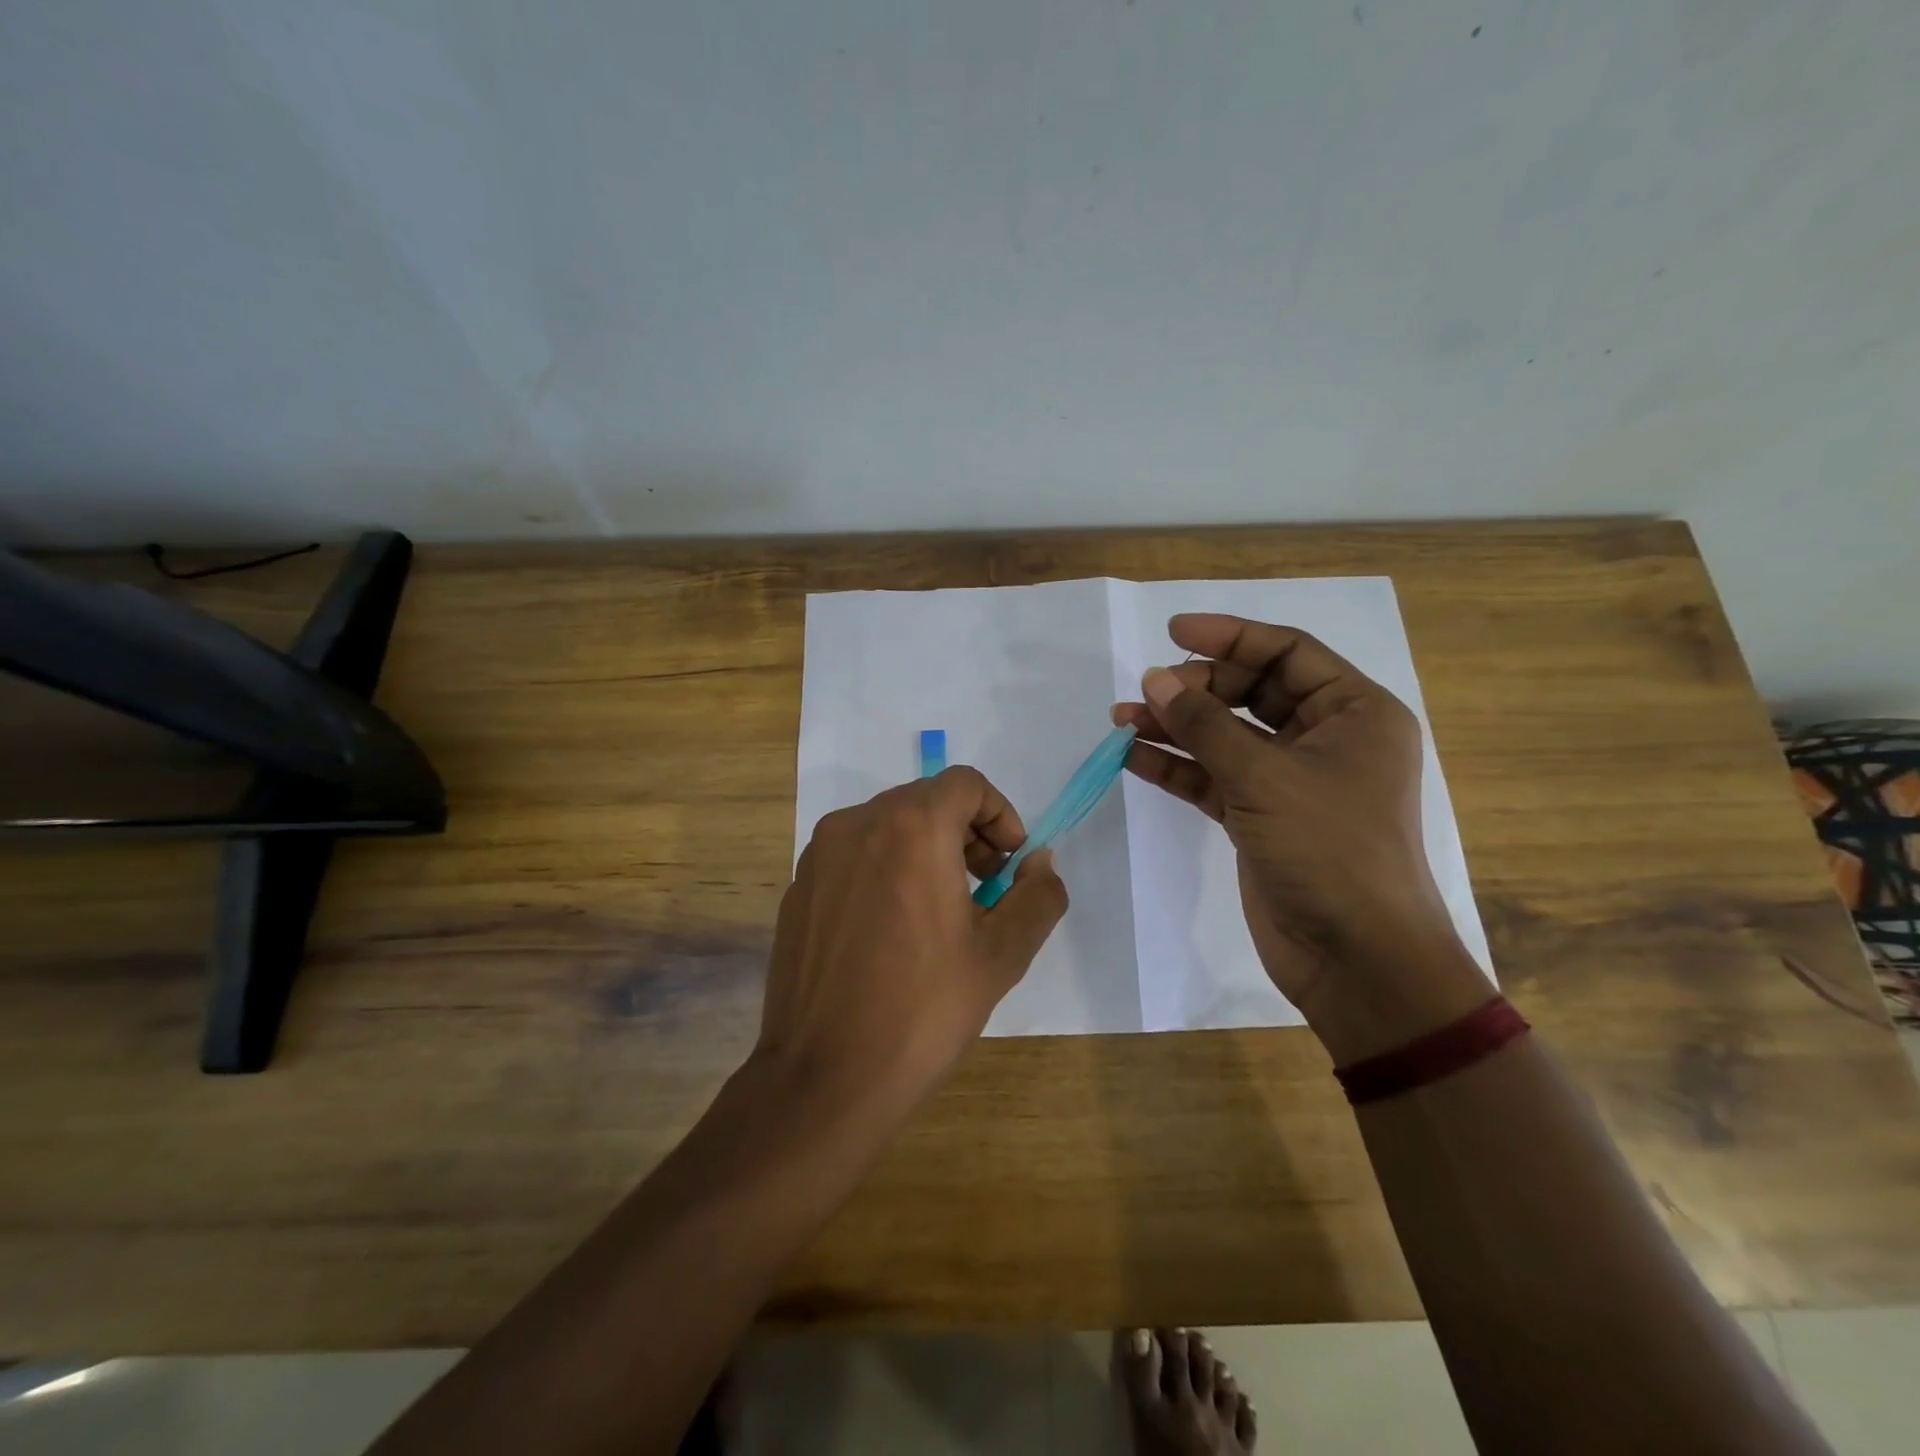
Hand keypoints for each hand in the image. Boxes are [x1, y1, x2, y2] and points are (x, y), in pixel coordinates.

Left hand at [753, 767, 1068, 1115]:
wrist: (824, 1078)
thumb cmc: (923, 1010)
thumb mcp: (1001, 955)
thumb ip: (1037, 896)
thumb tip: (1039, 863)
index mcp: (911, 828)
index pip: (965, 783)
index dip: (1000, 814)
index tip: (1009, 864)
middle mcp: (858, 824)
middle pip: (925, 801)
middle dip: (966, 833)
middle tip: (985, 887)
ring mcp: (819, 855)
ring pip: (887, 825)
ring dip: (926, 849)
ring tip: (941, 912)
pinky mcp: (798, 887)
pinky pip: (854, 856)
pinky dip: (886, 869)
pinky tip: (892, 931)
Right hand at [1113, 614, 1492, 1062]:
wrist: (1356, 957)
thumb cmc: (1330, 849)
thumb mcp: (1264, 776)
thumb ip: (1204, 725)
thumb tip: (1154, 679)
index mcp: (1354, 713)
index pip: (1287, 653)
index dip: (1230, 637)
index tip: (1174, 632)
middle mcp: (1325, 739)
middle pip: (1251, 693)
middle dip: (1196, 688)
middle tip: (1148, 690)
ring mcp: (1289, 781)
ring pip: (1225, 737)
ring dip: (1176, 727)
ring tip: (1122, 719)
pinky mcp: (1260, 818)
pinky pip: (1212, 778)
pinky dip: (1176, 767)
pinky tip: (1133, 758)